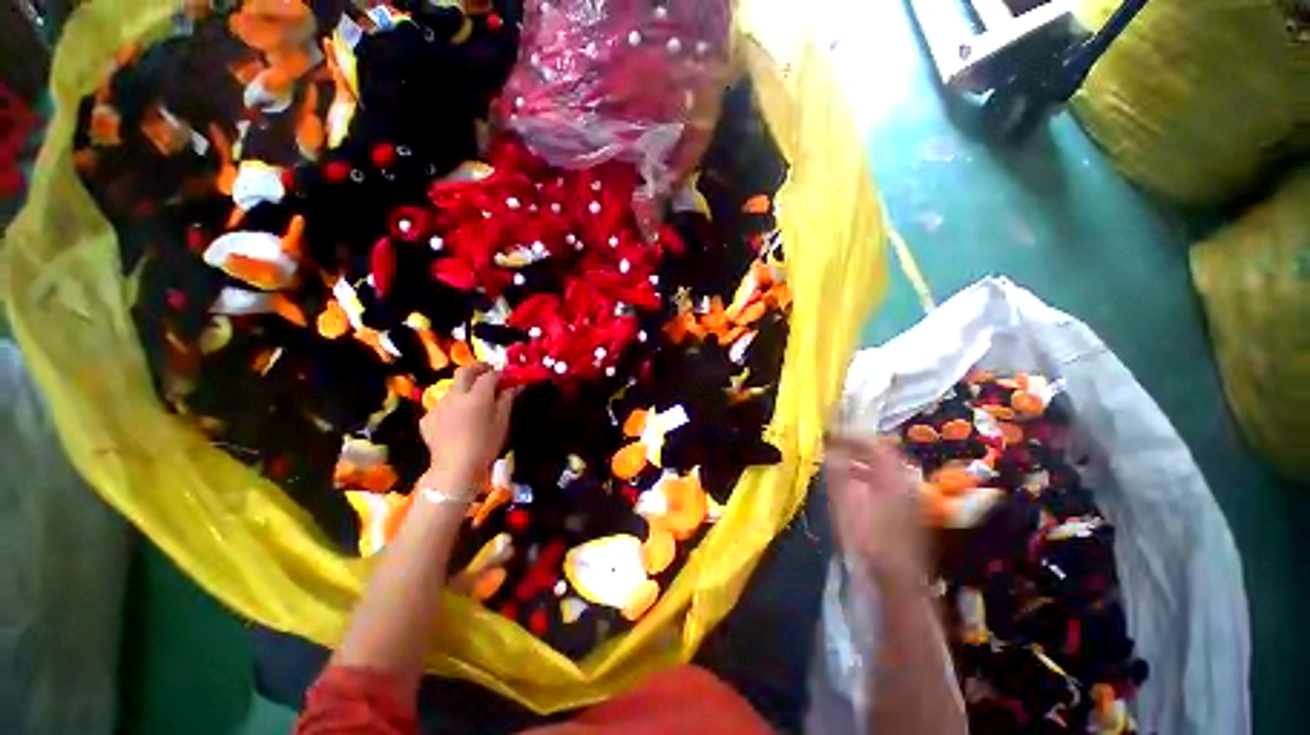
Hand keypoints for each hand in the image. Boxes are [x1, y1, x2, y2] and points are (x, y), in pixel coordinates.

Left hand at [419, 364, 516, 491]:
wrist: (455, 469)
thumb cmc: (486, 445)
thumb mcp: (503, 422)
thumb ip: (506, 400)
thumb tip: (513, 386)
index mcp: (477, 397)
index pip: (489, 375)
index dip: (499, 373)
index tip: (506, 377)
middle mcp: (456, 396)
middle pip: (464, 372)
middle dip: (477, 368)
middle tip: (488, 371)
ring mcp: (439, 406)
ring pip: (452, 389)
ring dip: (464, 388)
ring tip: (473, 401)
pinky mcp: (427, 419)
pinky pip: (442, 406)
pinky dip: (451, 407)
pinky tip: (457, 420)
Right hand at [826, 435, 928, 590]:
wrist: (898, 581)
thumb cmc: (869, 543)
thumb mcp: (846, 508)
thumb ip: (838, 477)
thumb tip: (830, 454)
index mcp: (892, 479)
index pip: (873, 445)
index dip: (850, 437)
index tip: (830, 435)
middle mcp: (905, 482)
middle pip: (882, 453)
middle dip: (855, 446)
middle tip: (833, 444)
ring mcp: (909, 496)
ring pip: (885, 467)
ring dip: (861, 459)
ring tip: (839, 460)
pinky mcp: (908, 509)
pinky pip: (888, 480)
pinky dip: (869, 474)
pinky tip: (854, 483)